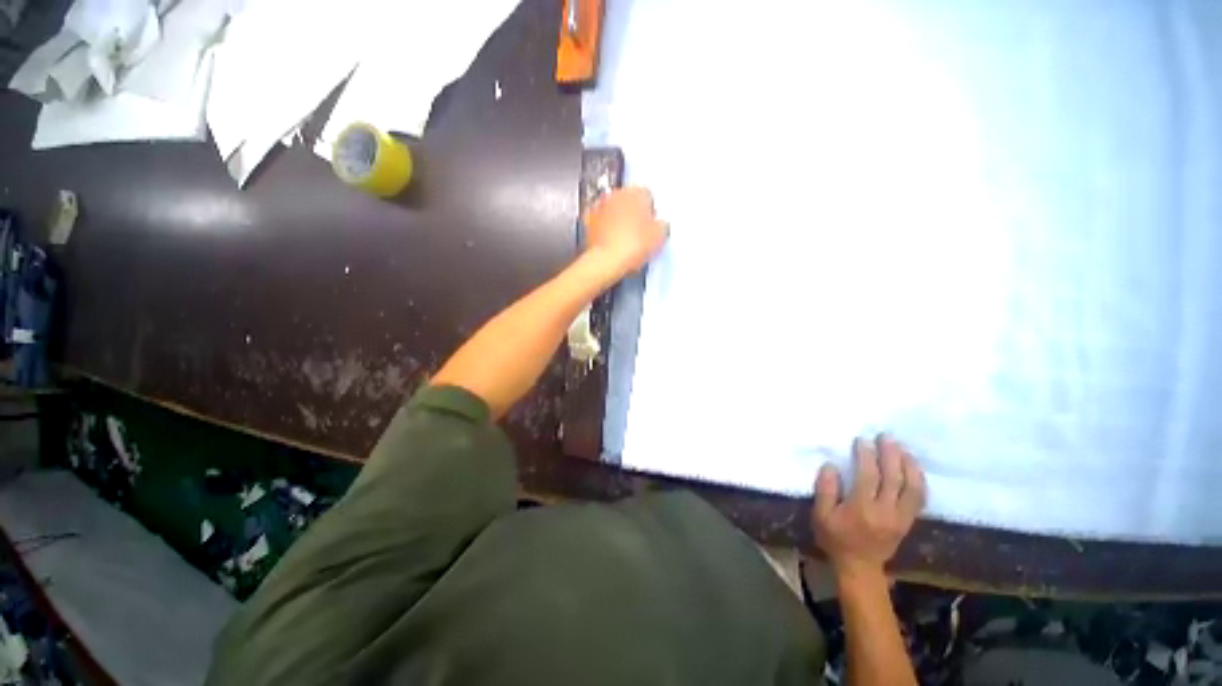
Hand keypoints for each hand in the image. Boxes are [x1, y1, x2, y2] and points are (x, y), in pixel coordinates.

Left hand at [584, 187, 668, 276]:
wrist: (606, 260)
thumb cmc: (632, 245)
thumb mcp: (659, 235)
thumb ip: (661, 223)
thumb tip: (660, 225)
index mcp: (635, 192)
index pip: (646, 192)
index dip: (650, 206)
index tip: (651, 217)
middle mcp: (616, 195)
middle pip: (627, 197)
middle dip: (633, 209)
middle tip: (639, 226)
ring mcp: (600, 206)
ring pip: (613, 206)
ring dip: (618, 215)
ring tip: (625, 233)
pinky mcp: (588, 219)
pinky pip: (600, 218)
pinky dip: (605, 224)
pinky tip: (611, 237)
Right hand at [812, 435, 925, 578]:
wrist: (860, 568)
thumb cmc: (838, 541)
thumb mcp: (822, 519)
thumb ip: (825, 491)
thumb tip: (830, 465)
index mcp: (861, 509)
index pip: (867, 474)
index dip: (865, 454)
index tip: (862, 440)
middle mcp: (884, 510)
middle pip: (892, 474)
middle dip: (889, 452)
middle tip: (884, 437)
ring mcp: (900, 515)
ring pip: (910, 483)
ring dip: (907, 461)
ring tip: (901, 448)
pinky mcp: (909, 519)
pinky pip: (919, 495)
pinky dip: (918, 478)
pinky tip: (913, 467)